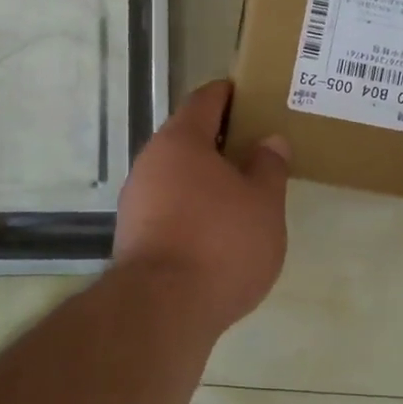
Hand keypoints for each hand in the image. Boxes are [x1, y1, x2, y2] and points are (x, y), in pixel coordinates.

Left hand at [114, 80, 290, 331]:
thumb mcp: (263, 203)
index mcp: (182, 140)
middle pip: (187, 136)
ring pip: (176, 174)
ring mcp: (136, 199)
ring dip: (204, 176)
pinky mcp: (132, 234)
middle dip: (219, 139)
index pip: (205, 100)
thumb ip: (269, 167)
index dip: (228, 94)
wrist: (162, 309)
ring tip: (241, 191)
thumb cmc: (221, 243)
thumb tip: (269, 141)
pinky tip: (214, 228)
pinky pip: (168, 205)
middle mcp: (151, 161)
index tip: (250, 96)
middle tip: (255, 148)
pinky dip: (191, 205)